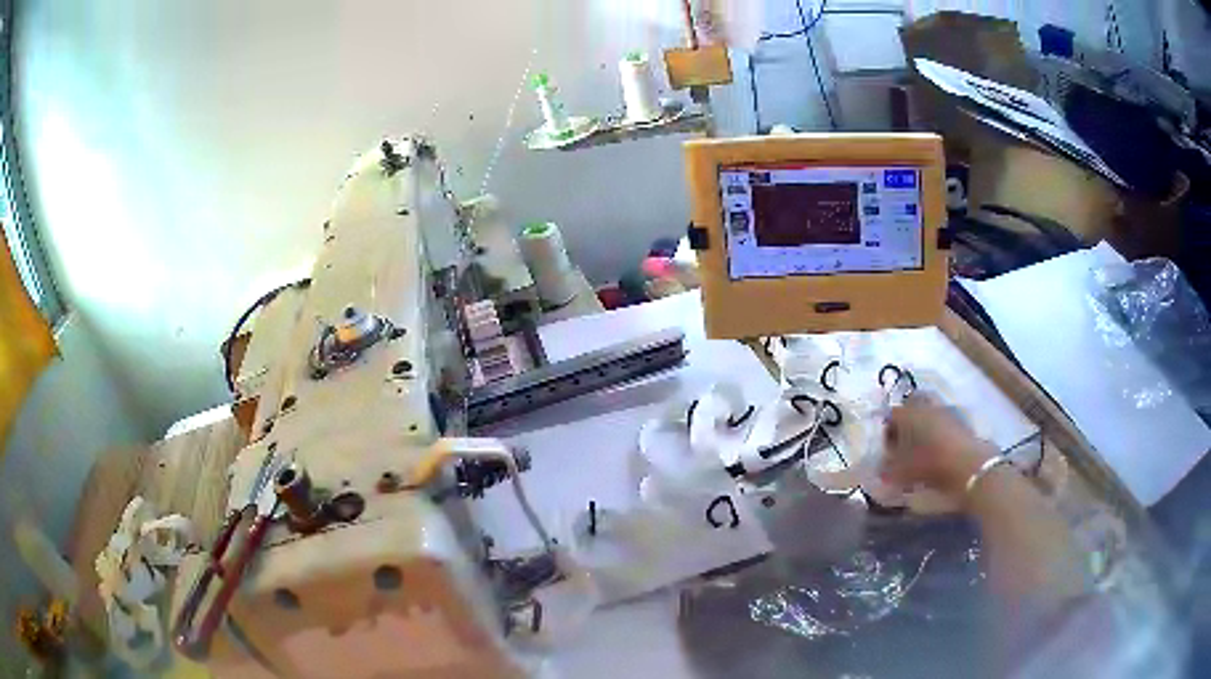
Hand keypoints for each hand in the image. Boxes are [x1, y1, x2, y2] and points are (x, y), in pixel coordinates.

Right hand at [881, 392, 996, 500]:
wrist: (969, 465)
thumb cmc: (931, 464)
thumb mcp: (903, 472)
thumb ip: (889, 469)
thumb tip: (881, 469)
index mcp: (909, 413)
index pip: (892, 415)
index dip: (887, 432)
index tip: (887, 449)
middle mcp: (926, 406)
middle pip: (911, 407)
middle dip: (906, 422)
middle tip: (903, 442)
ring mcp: (946, 410)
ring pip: (928, 412)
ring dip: (922, 425)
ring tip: (920, 447)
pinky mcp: (960, 420)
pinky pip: (942, 420)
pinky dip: (937, 430)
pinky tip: (936, 449)